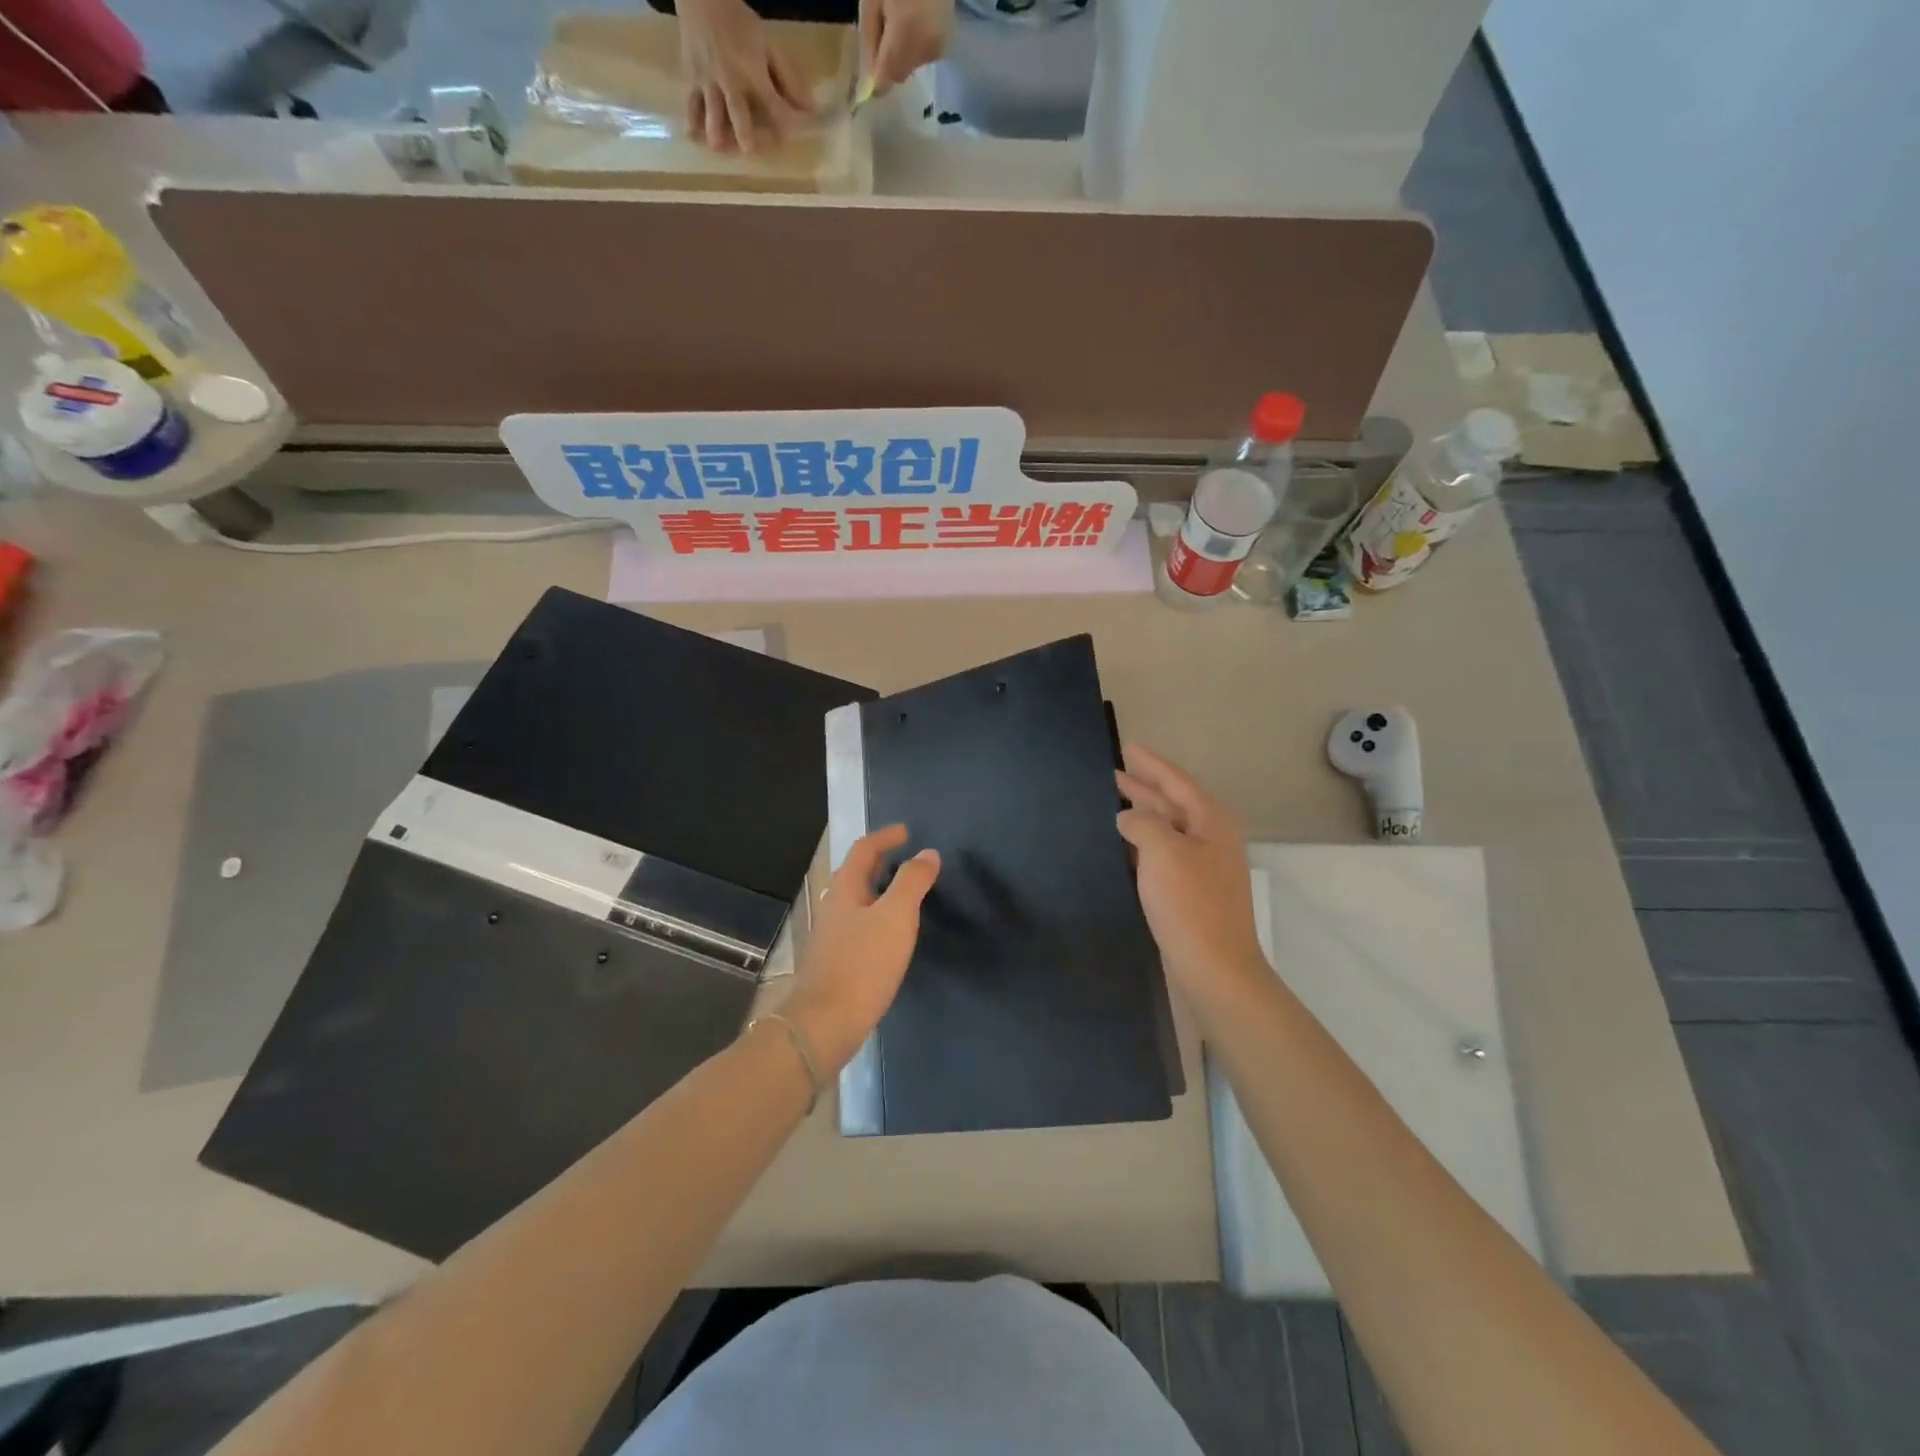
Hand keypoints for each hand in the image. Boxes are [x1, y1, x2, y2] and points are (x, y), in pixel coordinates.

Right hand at [678, 0, 812, 152]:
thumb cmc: (740, 22)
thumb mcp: (769, 44)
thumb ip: (788, 78)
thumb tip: (810, 109)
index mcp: (753, 72)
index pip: (773, 105)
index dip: (784, 123)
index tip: (791, 138)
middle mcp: (730, 81)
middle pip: (738, 112)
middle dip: (744, 132)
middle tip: (749, 149)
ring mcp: (709, 81)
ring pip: (711, 111)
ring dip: (716, 131)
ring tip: (719, 148)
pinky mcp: (692, 79)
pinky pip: (691, 103)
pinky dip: (692, 120)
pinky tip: (694, 136)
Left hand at [780, 824, 939, 1074]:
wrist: (827, 1022)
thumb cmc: (863, 963)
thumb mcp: (896, 916)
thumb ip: (912, 882)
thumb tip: (927, 853)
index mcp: (844, 889)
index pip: (863, 850)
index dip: (885, 837)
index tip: (907, 832)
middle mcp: (834, 906)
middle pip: (857, 873)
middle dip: (881, 862)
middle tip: (909, 860)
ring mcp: (832, 935)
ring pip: (858, 900)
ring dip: (880, 890)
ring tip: (906, 894)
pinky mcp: (837, 960)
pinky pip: (860, 925)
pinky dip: (878, 916)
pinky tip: (892, 934)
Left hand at [859, 0, 953, 93]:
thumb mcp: (872, 0)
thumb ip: (870, 40)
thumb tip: (869, 78)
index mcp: (905, 36)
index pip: (885, 81)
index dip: (875, 82)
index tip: (867, 75)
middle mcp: (924, 50)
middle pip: (898, 75)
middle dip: (888, 63)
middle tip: (883, 28)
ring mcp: (938, 48)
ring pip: (911, 66)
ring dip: (902, 54)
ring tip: (901, 18)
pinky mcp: (945, 43)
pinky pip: (923, 55)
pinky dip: (916, 45)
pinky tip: (915, 20)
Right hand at [1116, 744, 1268, 1006]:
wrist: (1215, 968)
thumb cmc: (1190, 904)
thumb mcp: (1162, 851)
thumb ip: (1141, 823)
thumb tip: (1127, 818)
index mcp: (1211, 820)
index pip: (1175, 781)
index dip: (1149, 764)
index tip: (1127, 746)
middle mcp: (1210, 838)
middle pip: (1171, 802)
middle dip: (1142, 787)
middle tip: (1110, 774)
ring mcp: (1202, 867)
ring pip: (1166, 829)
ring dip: (1140, 816)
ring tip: (1109, 804)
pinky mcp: (1190, 892)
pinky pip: (1162, 855)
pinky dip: (1141, 844)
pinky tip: (1121, 845)